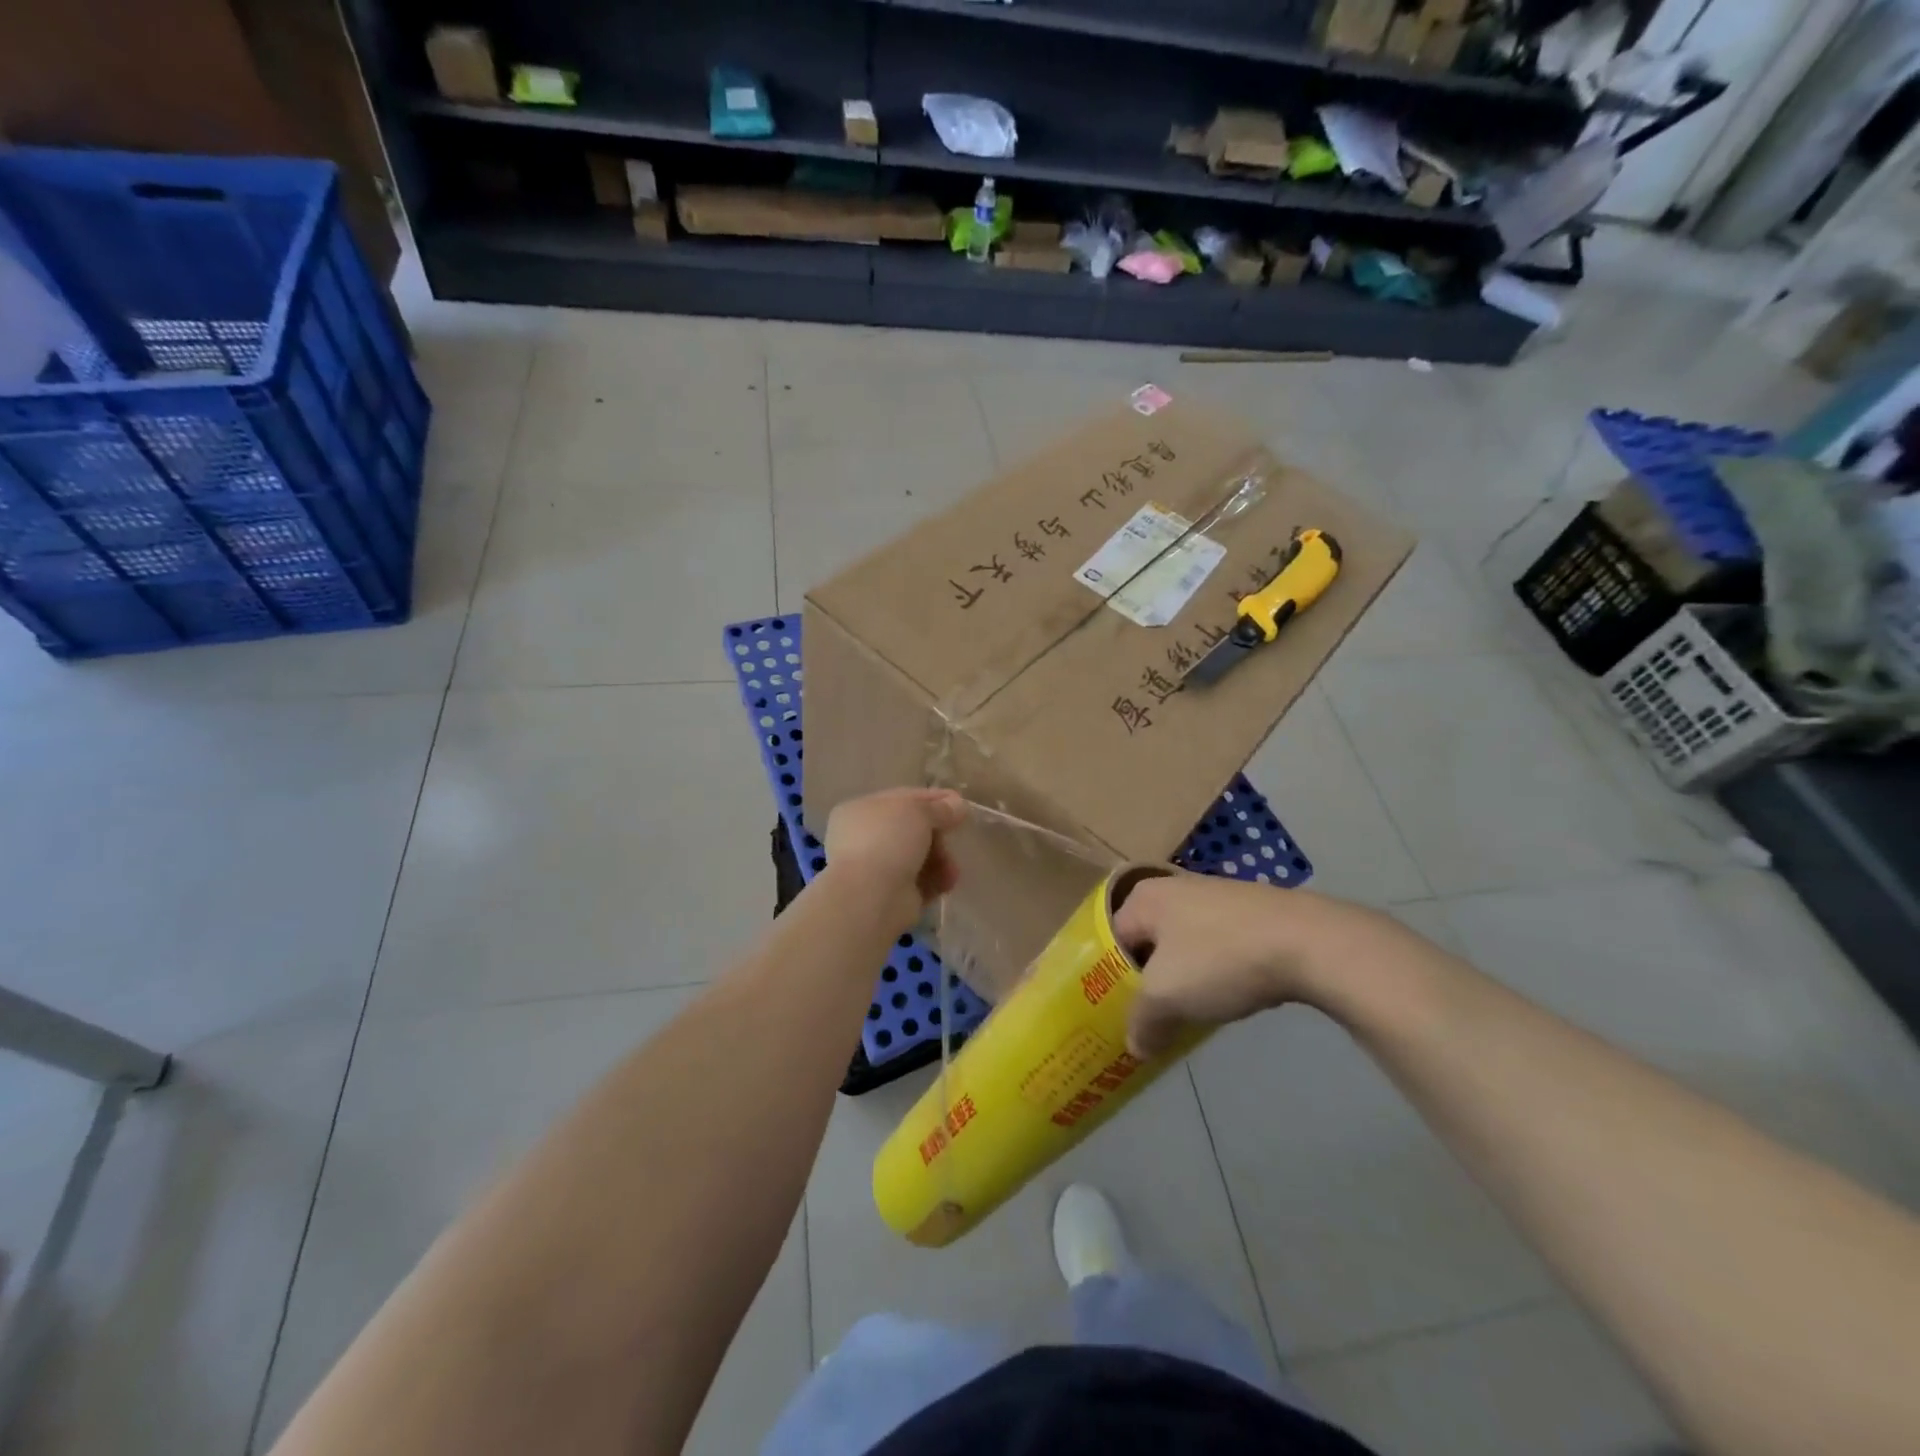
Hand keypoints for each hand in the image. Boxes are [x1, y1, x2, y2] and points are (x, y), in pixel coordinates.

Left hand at [822, 788, 967, 930]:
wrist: (870, 895)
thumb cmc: (887, 840)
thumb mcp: (918, 812)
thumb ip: (940, 808)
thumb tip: (959, 805)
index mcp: (862, 810)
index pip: (902, 799)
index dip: (933, 799)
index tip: (960, 802)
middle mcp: (865, 838)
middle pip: (913, 830)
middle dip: (938, 833)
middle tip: (955, 835)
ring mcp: (876, 868)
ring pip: (918, 857)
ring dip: (941, 859)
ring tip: (951, 869)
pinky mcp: (890, 895)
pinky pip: (920, 882)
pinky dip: (936, 880)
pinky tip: (947, 883)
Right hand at [1112, 873, 1398, 1058]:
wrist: (1307, 942)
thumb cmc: (1220, 959)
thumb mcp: (1167, 997)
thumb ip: (1142, 1022)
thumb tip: (1135, 1046)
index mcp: (1144, 897)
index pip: (1110, 941)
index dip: (1107, 979)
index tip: (1115, 1014)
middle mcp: (1174, 888)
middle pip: (1147, 942)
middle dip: (1148, 981)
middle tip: (1148, 1019)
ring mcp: (1216, 896)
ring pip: (1183, 945)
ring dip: (1183, 979)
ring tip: (1188, 1015)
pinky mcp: (1250, 911)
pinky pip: (1217, 945)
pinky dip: (1215, 971)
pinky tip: (1228, 996)